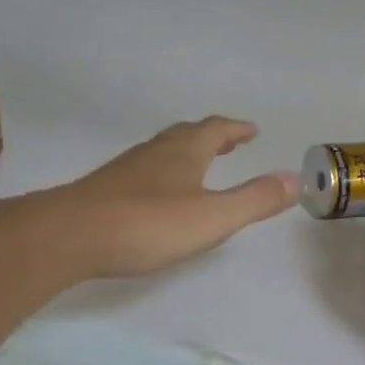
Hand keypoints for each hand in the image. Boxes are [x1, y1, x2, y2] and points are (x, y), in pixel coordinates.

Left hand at [59, 117, 297, 278]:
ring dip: (186, 152)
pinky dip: (163, 172)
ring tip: (198, 163)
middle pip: (187, 134)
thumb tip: (295, 179)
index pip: (216, 129)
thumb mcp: (213, 216)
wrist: (69, 236)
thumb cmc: (148, 224)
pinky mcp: (106, 190)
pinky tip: (158, 194)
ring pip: (162, 151)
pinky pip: (144, 171)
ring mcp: (127, 169)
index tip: (252, 130)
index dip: (236, 129)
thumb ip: (254, 200)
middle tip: (230, 141)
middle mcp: (155, 152)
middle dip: (212, 136)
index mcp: (184, 152)